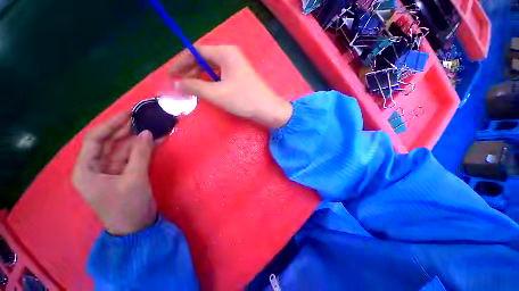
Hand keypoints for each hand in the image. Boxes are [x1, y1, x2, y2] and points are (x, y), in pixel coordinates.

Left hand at [72, 112, 157, 235]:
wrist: (136, 227)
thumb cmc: (128, 206)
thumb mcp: (134, 179)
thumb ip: (141, 154)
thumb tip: (147, 133)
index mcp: (87, 170)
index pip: (95, 140)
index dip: (111, 124)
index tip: (128, 113)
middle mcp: (96, 168)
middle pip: (110, 143)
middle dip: (127, 130)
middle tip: (144, 118)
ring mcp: (111, 170)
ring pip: (124, 149)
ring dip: (140, 140)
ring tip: (155, 128)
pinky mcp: (125, 173)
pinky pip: (134, 156)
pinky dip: (145, 149)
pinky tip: (157, 141)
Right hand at [169, 45, 292, 128]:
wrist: (268, 110)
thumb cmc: (244, 100)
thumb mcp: (216, 93)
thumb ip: (194, 86)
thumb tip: (176, 84)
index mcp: (225, 53)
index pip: (196, 52)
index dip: (180, 62)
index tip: (171, 75)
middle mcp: (231, 56)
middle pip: (204, 60)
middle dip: (190, 71)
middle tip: (180, 84)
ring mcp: (237, 67)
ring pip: (212, 69)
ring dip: (200, 78)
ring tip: (191, 89)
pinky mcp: (240, 77)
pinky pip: (220, 76)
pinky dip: (211, 82)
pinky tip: (207, 90)